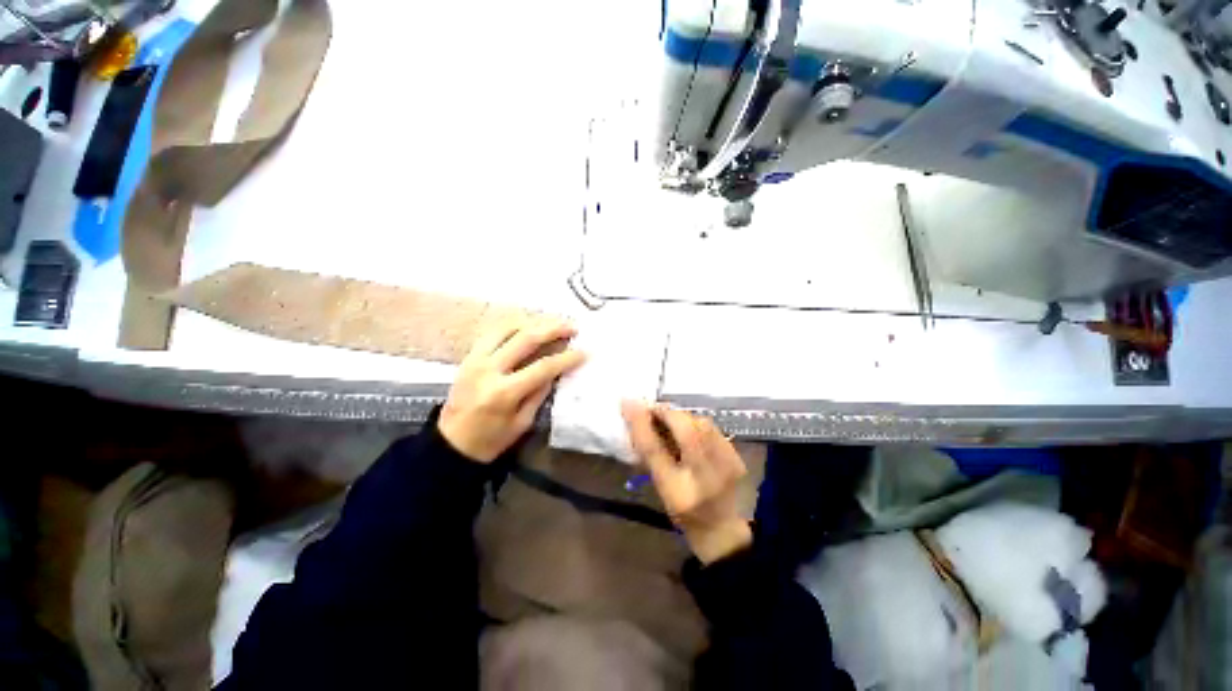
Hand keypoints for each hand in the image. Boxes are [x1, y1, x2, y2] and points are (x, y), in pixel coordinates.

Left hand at [440, 318, 585, 462]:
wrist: (450, 444)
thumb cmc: (490, 440)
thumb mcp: (522, 422)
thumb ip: (539, 393)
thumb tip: (556, 370)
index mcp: (504, 392)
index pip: (543, 367)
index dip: (566, 358)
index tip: (584, 352)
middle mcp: (488, 369)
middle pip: (525, 338)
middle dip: (552, 329)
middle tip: (571, 326)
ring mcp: (475, 359)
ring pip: (507, 327)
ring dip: (533, 321)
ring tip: (551, 322)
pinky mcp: (468, 356)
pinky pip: (492, 332)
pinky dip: (513, 324)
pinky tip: (527, 324)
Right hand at [622, 401, 751, 563]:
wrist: (720, 528)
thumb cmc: (682, 509)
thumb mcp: (660, 485)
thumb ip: (648, 451)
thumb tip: (634, 414)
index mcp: (678, 492)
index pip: (656, 451)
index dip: (641, 423)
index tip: (629, 402)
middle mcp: (705, 478)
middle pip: (686, 431)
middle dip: (667, 413)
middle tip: (653, 411)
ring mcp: (726, 466)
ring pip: (701, 424)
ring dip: (681, 417)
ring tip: (669, 419)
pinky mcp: (736, 457)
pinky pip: (712, 428)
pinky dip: (696, 423)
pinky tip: (689, 429)